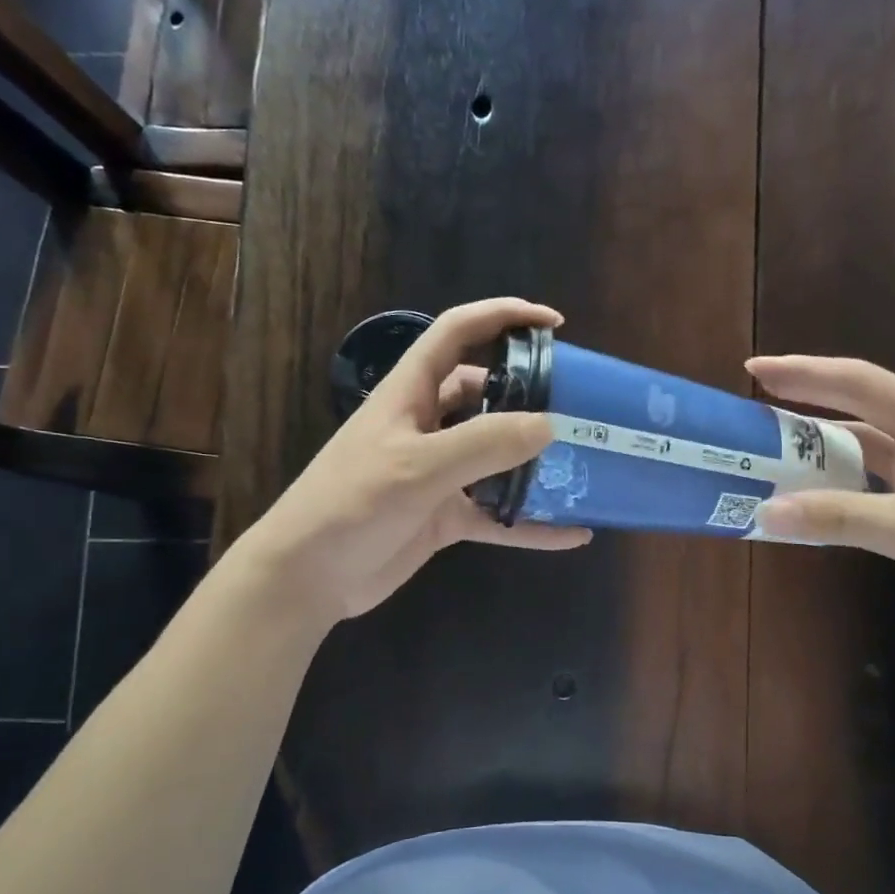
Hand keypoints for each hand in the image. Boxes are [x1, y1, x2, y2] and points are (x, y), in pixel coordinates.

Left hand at [235, 299, 590, 623]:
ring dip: (534, 461)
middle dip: (530, 395)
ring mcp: (437, 473)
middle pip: (485, 394)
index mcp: (410, 393)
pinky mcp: (443, 517)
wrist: (309, 576)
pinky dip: (530, 524)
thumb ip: (484, 444)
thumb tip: (550, 425)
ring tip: (585, 465)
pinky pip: (497, 514)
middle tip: (580, 406)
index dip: (503, 316)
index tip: (555, 325)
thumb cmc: (352, 504)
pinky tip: (572, 534)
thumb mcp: (418, 466)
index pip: (458, 333)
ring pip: (495, 456)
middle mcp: (426, 426)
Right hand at [746, 355, 894, 662]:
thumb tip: (765, 512)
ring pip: (861, 454)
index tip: (754, 371)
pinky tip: (808, 504)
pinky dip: (835, 493)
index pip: (858, 383)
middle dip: (804, 409)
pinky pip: (868, 491)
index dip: (804, 373)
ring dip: (817, 455)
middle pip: (856, 413)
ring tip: (767, 457)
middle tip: (751, 413)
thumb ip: (840, 517)